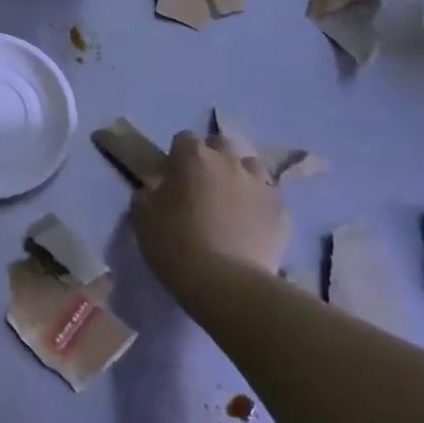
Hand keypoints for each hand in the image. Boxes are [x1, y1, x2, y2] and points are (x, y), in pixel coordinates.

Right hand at [132, 132, 289, 299]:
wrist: (225, 283)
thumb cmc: (174, 243)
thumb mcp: (141, 216)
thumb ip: (147, 193)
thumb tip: (156, 189)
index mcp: (193, 156)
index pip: (184, 139)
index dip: (176, 157)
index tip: (170, 179)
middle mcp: (230, 162)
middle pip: (221, 146)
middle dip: (212, 160)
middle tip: (201, 187)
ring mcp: (260, 185)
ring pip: (251, 168)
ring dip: (240, 178)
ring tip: (230, 203)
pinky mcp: (282, 213)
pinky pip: (269, 200)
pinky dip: (259, 207)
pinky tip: (250, 228)